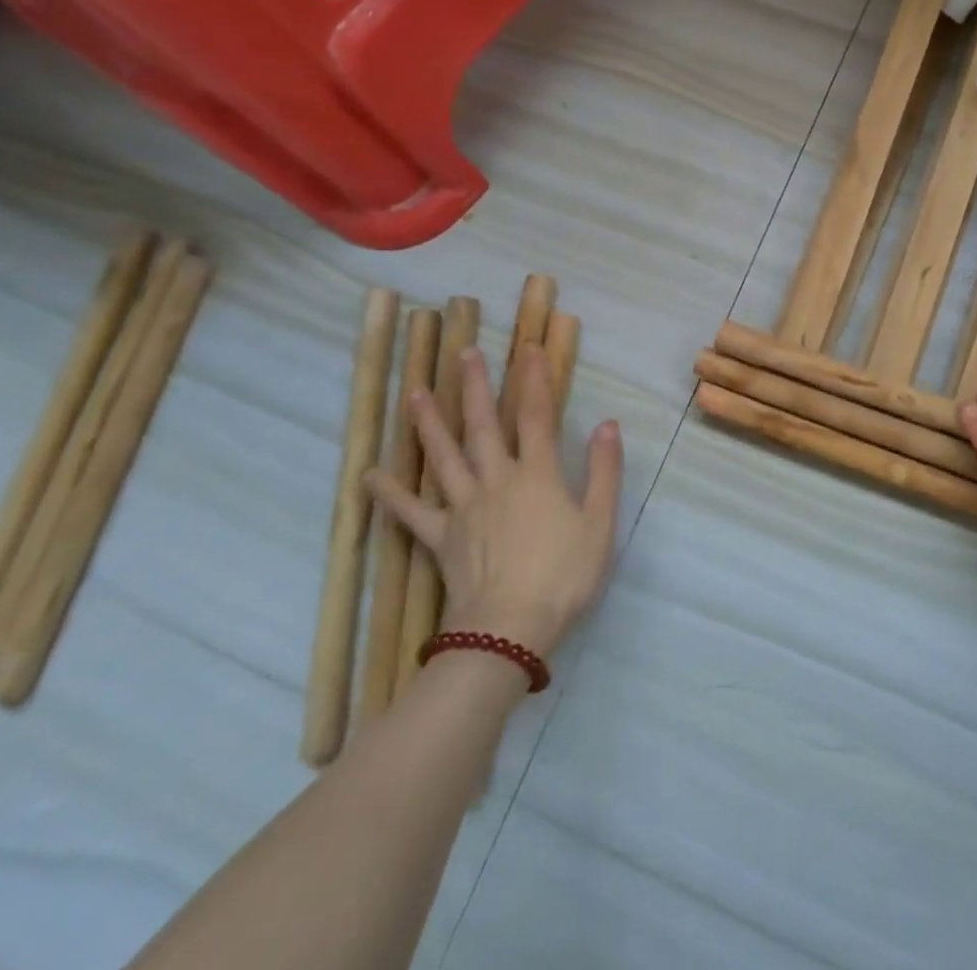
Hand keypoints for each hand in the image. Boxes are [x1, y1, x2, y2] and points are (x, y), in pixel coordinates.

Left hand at [368, 344, 621, 660]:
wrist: (511, 629)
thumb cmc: (564, 574)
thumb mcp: (600, 522)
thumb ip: (604, 470)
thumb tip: (606, 424)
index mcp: (538, 475)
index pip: (537, 417)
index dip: (535, 380)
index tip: (528, 348)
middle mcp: (497, 480)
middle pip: (484, 426)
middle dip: (477, 387)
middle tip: (463, 353)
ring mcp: (464, 507)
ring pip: (444, 456)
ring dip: (430, 422)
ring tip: (415, 392)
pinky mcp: (441, 537)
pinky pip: (411, 512)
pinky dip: (390, 494)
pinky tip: (370, 475)